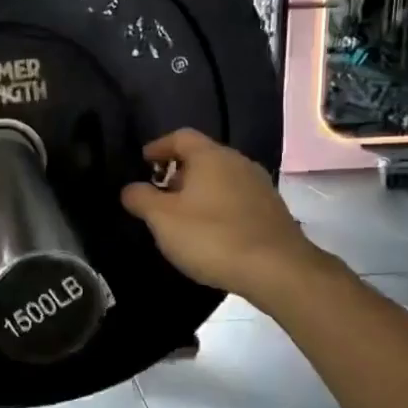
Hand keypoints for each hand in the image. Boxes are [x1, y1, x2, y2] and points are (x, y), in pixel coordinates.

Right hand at [120, 129, 315, 295]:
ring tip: (180, 216)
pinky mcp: (271, 210)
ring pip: (220, 179)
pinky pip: (235, 199)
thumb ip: (141, 198)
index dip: (158, 146)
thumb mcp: (162, 219)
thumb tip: (130, 188)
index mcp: (210, 156)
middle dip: (177, 172)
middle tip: (157, 193)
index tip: (142, 162)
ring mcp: (259, 186)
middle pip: (202, 157)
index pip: (180, 137)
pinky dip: (217, 207)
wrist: (277, 269)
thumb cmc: (211, 236)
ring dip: (198, 191)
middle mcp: (238, 162)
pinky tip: (209, 231)